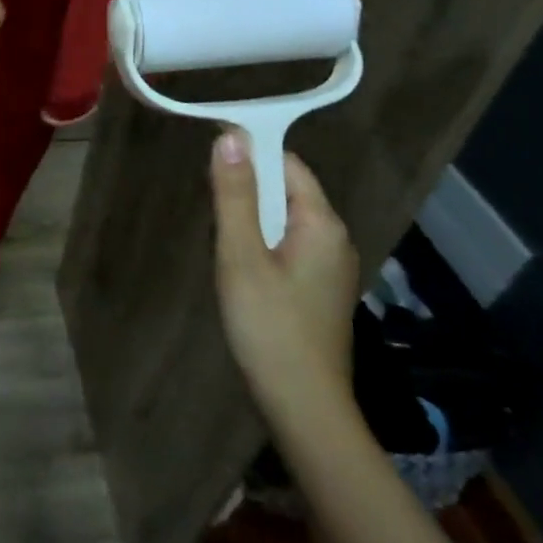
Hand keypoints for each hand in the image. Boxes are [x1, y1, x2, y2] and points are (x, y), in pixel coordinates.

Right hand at [210, 131, 361, 429]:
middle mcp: (334, 238)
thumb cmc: (268, 326)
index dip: (250, 152)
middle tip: (208, 209)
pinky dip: (261, 245)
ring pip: (284, 222)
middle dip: (246, 191)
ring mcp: (330, 267)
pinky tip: (239, 269)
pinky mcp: (319, 291)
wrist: (302, 405)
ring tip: (220, 242)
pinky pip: (288, 248)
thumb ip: (235, 196)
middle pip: (287, 191)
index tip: (209, 156)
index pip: (287, 164)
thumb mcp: (241, 256)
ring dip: (250, 221)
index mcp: (322, 223)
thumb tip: (230, 137)